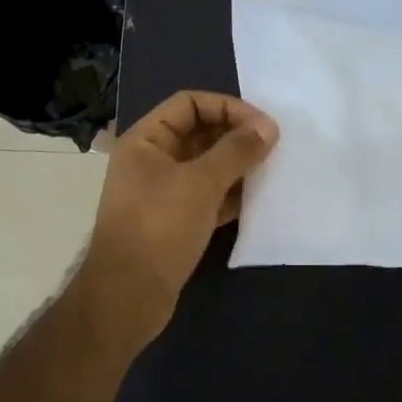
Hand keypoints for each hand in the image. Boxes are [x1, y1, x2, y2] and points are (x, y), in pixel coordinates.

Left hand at [84, 91, 277, 335]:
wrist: (128, 297)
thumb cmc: (159, 227)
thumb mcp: (201, 183)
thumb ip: (236, 151)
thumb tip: (268, 127)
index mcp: (146, 141)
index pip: (190, 104)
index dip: (227, 107)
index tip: (262, 125)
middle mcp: (152, 161)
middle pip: (200, 133)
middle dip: (236, 136)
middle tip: (273, 146)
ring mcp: (163, 193)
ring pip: (207, 166)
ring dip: (237, 165)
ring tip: (270, 169)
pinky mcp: (175, 221)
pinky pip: (209, 195)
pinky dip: (231, 193)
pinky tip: (257, 199)